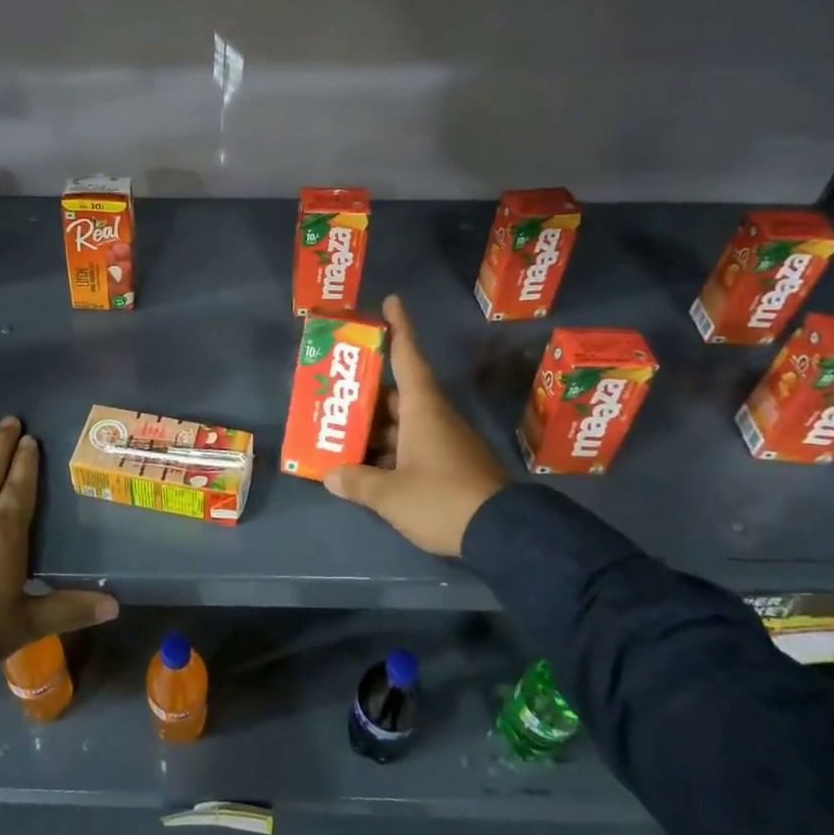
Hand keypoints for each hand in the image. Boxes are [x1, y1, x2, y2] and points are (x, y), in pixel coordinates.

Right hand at [322, 295, 508, 557]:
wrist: (503, 534)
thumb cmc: (441, 499)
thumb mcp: (391, 495)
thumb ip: (358, 482)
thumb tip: (330, 475)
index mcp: (422, 409)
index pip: (408, 357)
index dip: (399, 328)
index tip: (392, 301)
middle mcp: (435, 418)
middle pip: (397, 396)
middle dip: (367, 396)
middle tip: (335, 395)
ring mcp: (446, 442)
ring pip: (403, 425)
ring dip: (375, 430)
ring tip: (340, 436)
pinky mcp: (452, 466)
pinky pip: (413, 447)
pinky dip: (390, 452)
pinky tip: (366, 468)